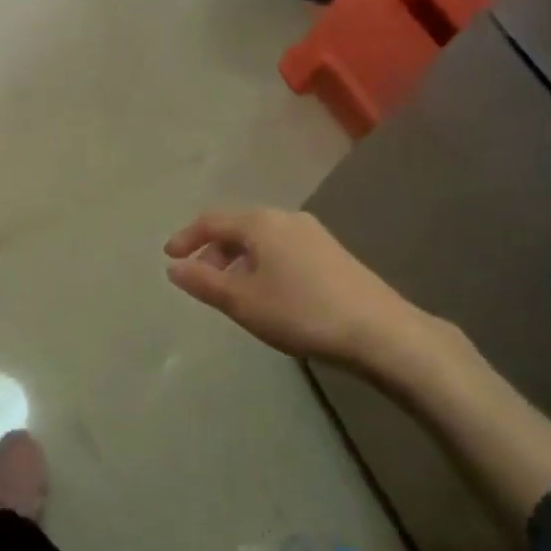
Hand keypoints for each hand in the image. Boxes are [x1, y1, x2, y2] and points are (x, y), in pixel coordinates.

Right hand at [164, 207, 464, 390]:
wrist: (381, 332)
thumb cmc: (302, 312)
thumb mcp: (243, 302)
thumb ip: (204, 282)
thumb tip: (174, 267)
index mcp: (261, 222)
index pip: (212, 220)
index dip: (186, 237)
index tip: (169, 257)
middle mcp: (286, 218)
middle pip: (238, 226)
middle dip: (213, 250)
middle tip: (198, 278)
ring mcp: (313, 234)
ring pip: (262, 239)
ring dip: (238, 259)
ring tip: (230, 291)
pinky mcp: (332, 253)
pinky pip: (282, 248)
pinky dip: (261, 263)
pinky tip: (267, 293)